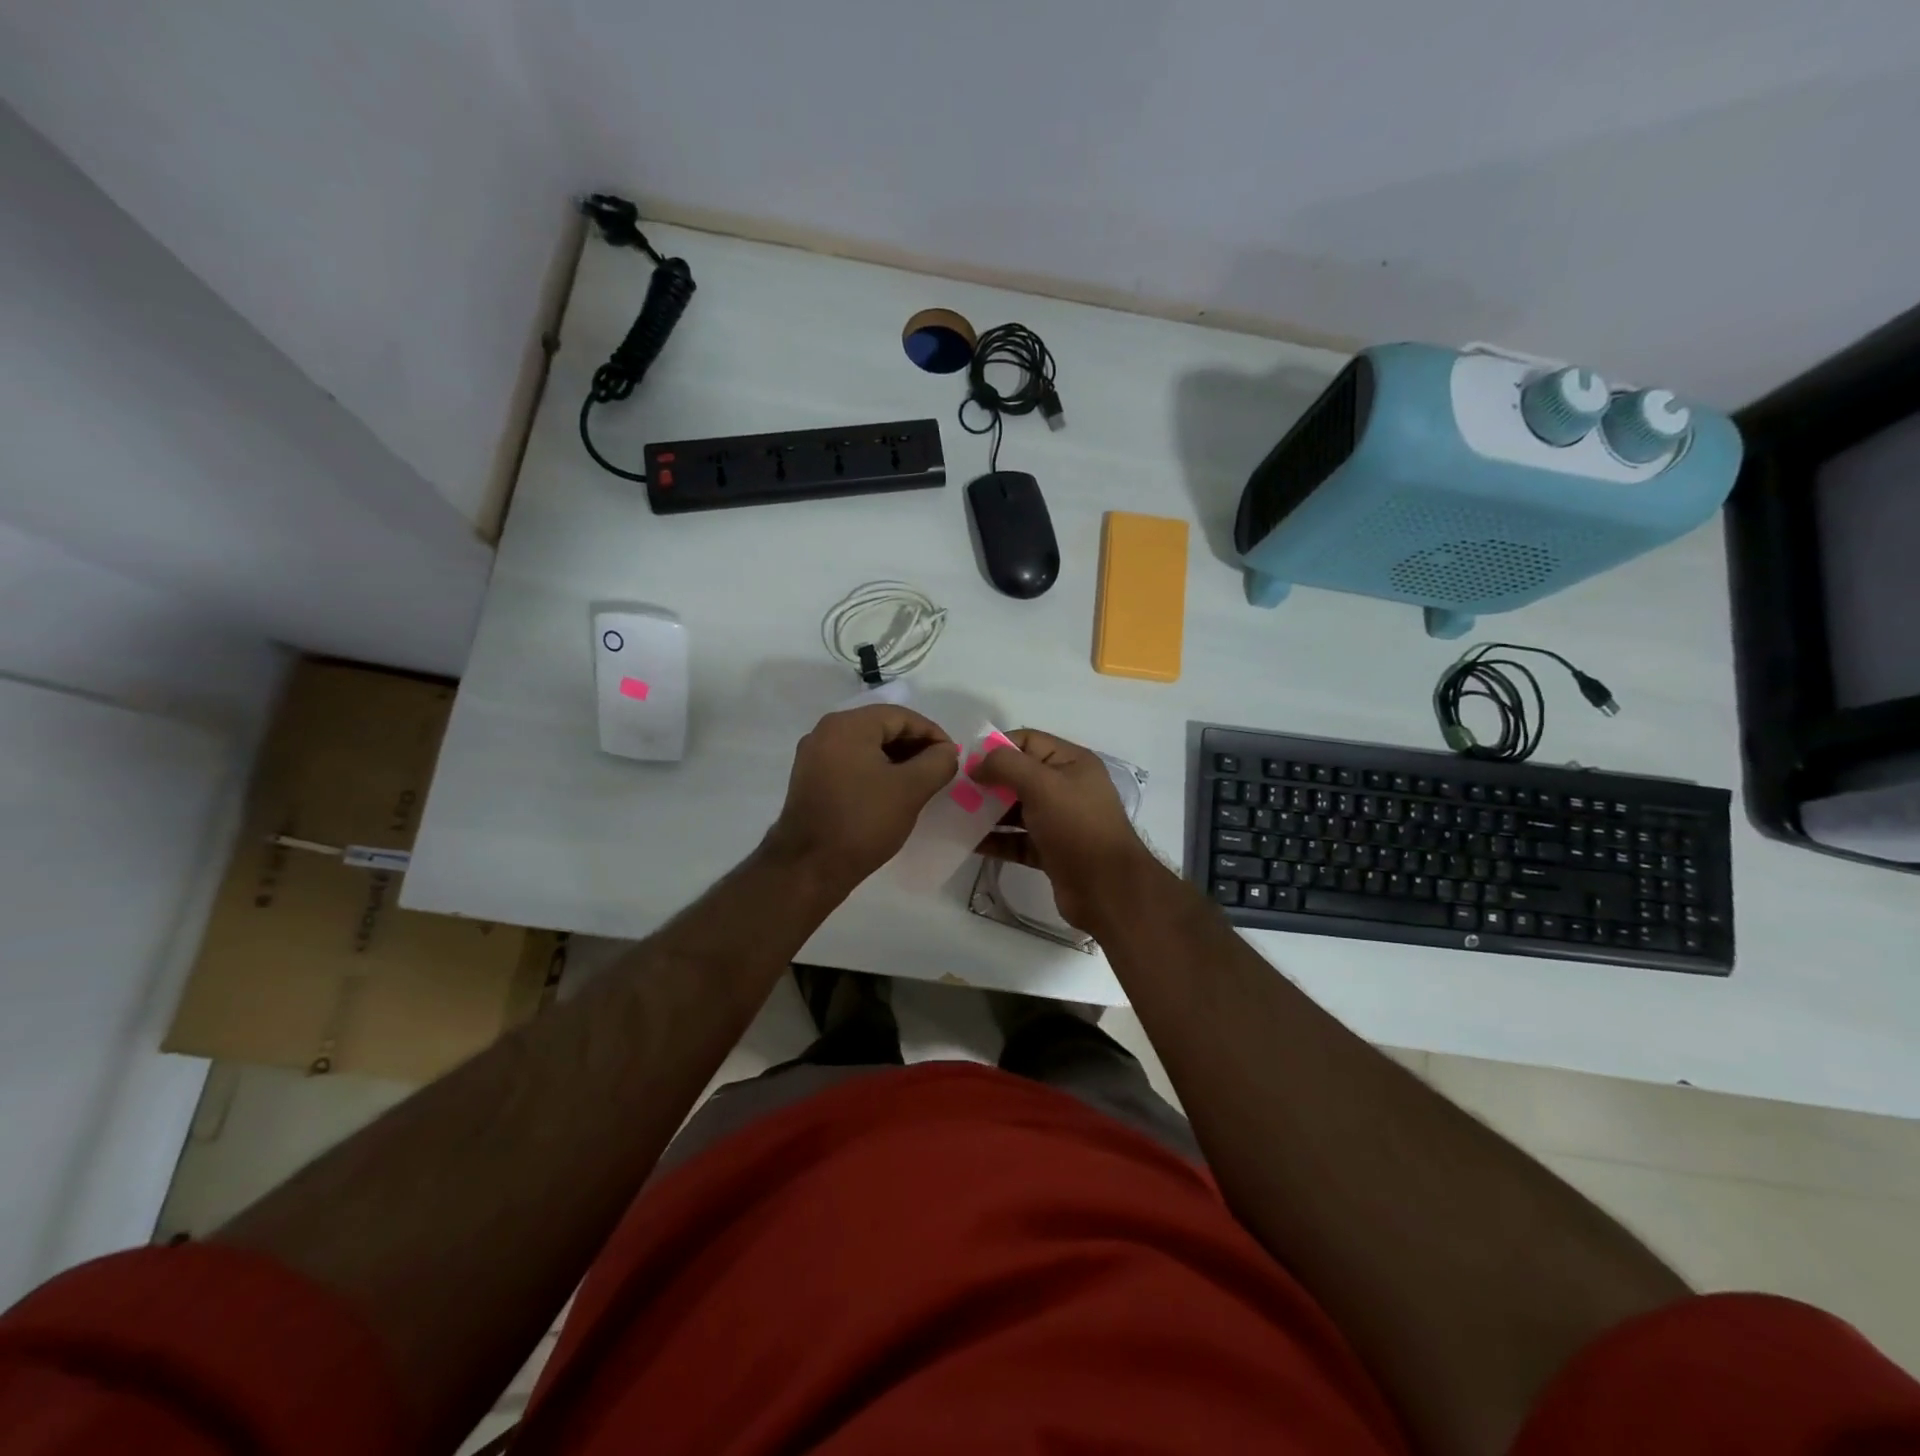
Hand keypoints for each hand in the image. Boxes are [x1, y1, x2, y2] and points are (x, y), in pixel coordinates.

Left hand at [765, 705, 956, 889]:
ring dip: (897, 760)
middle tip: (939, 770)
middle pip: (882, 728)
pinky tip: (892, 793)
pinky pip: (851, 764)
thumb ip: (938, 762)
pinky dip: (876, 772)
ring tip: (921, 784)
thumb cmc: (863, 821)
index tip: (952, 758)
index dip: (932, 734)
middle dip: (915, 747)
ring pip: (867, 747)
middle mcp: (826, 732)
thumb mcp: (911, 790)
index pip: (901, 716)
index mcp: (848, 725)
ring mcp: (814, 756)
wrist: (809, 868)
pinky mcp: (811, 780)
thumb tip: (946, 751)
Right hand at [971, 728, 1159, 928]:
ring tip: (955, 815)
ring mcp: (1060, 821)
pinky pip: (1018, 839)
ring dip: (988, 811)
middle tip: (955, 790)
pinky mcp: (1051, 851)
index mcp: (1072, 763)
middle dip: (988, 781)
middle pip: (1019, 775)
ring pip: (1016, 809)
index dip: (996, 747)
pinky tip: (969, 842)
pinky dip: (996, 839)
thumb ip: (1006, 765)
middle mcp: (1067, 788)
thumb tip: (977, 765)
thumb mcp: (1042, 784)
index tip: (966, 763)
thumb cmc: (1077, 827)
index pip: (1028, 741)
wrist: (1107, 889)